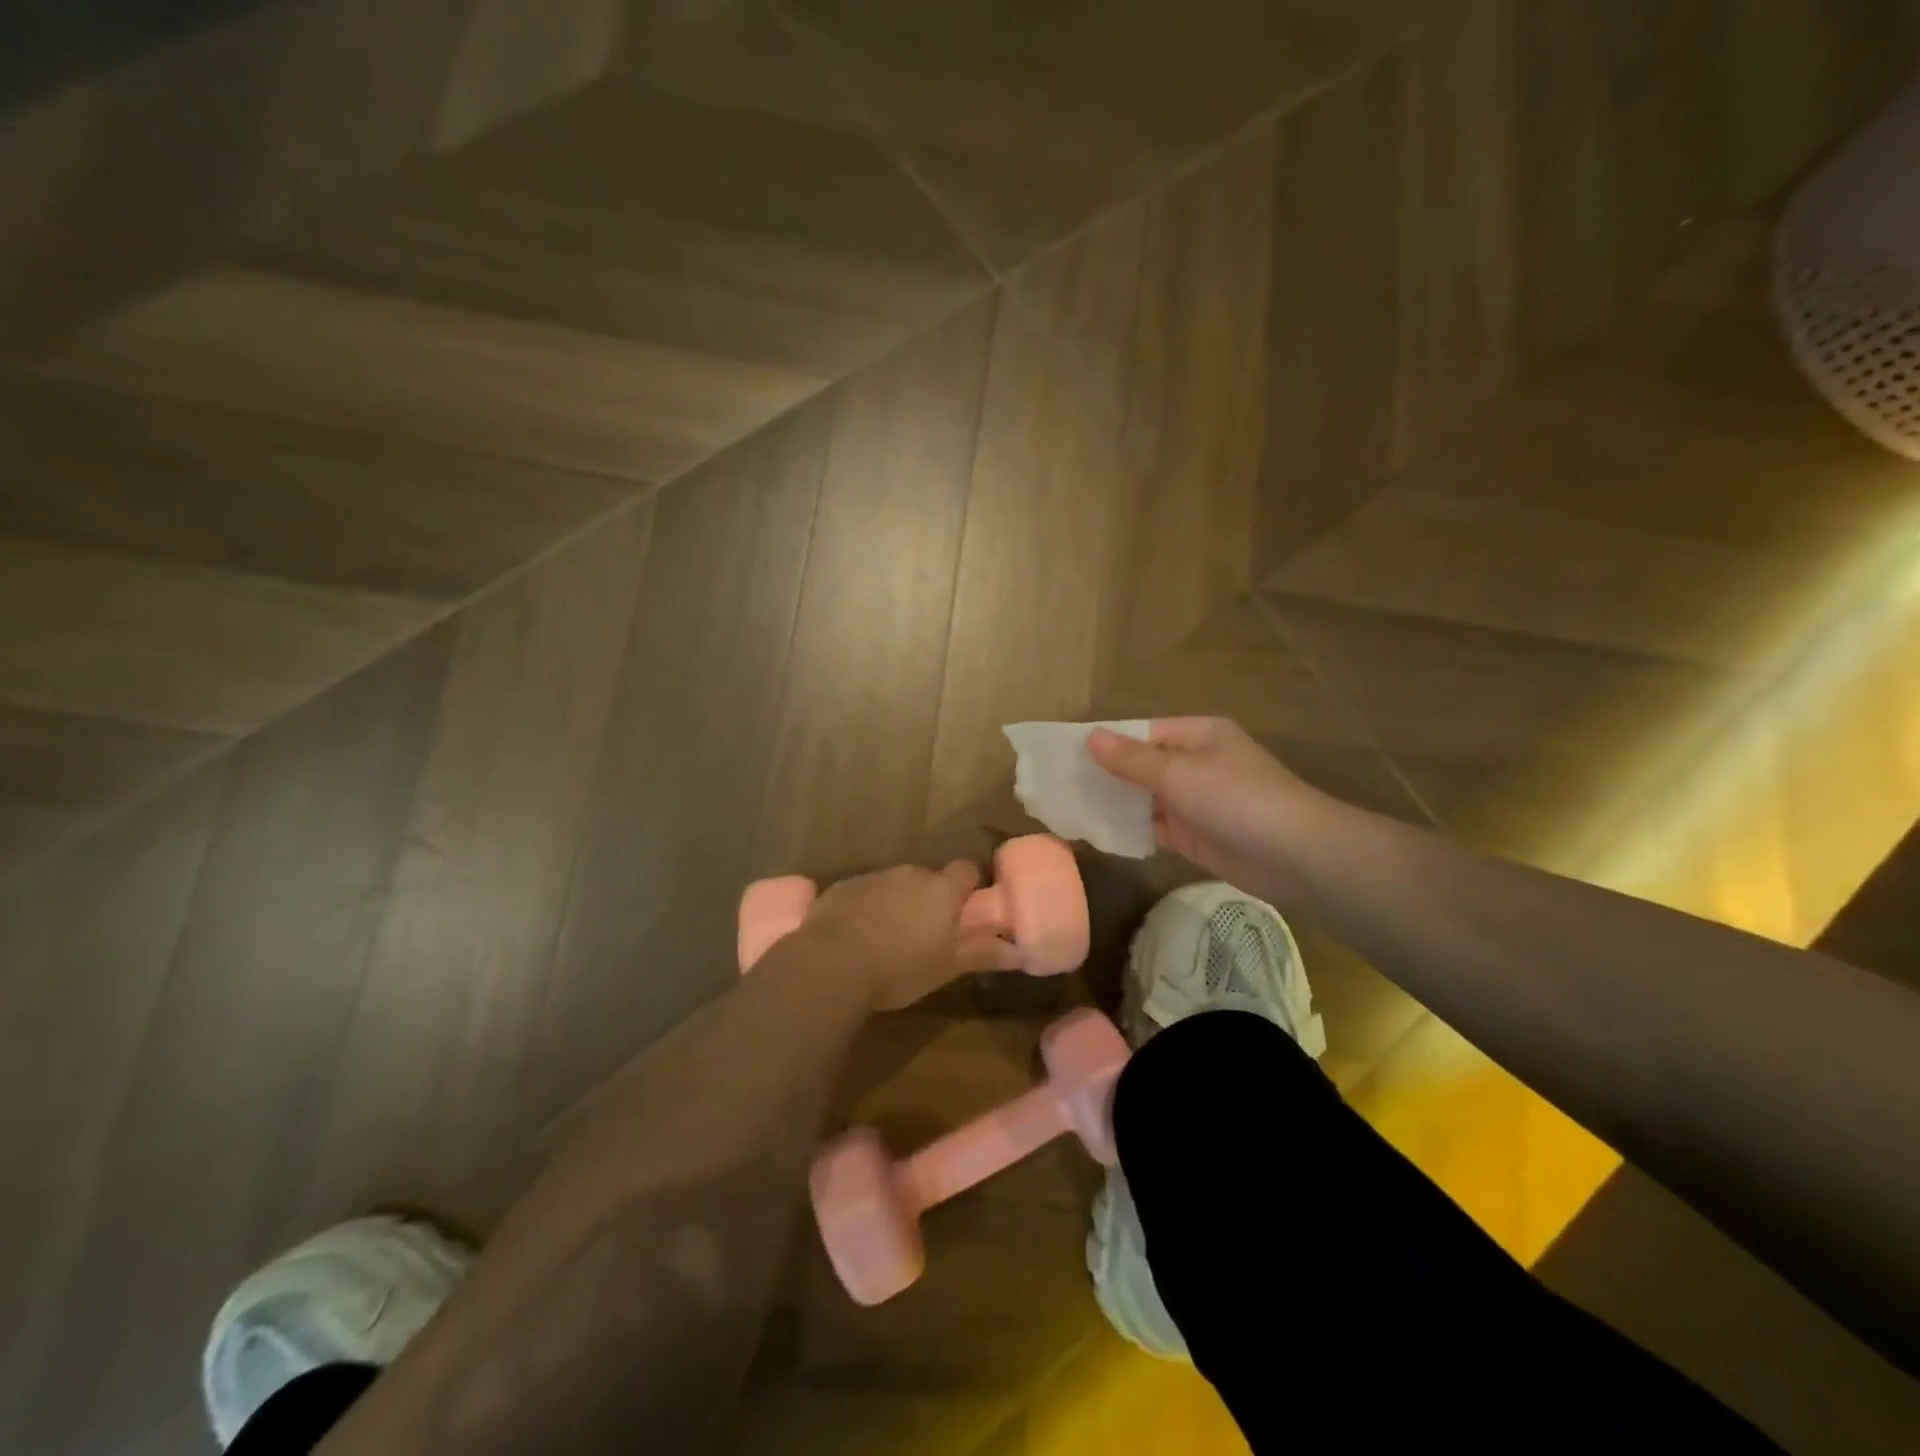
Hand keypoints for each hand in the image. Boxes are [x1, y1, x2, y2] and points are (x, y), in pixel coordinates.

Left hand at [801, 861, 981, 1011]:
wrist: (831, 963)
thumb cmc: (900, 967)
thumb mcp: (946, 967)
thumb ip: (982, 954)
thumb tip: (1019, 951)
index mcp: (942, 889)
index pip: (966, 870)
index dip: (968, 887)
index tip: (965, 910)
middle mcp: (910, 873)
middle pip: (928, 878)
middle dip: (929, 899)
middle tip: (925, 933)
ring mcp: (874, 877)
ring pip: (894, 884)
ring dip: (896, 903)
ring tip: (888, 938)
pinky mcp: (842, 887)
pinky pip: (863, 892)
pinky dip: (866, 908)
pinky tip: (856, 936)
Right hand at [1087, 718, 1327, 907]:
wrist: (1296, 857)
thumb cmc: (1236, 799)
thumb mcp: (1179, 773)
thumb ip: (1131, 759)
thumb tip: (1089, 737)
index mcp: (1197, 735)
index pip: (1140, 732)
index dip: (1104, 742)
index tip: (1063, 754)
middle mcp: (1194, 763)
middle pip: (1139, 765)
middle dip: (1103, 774)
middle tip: (1056, 784)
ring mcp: (1194, 801)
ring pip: (1143, 798)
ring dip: (1113, 803)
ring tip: (1066, 808)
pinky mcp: (1193, 835)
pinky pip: (1152, 826)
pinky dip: (1128, 829)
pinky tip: (1095, 831)